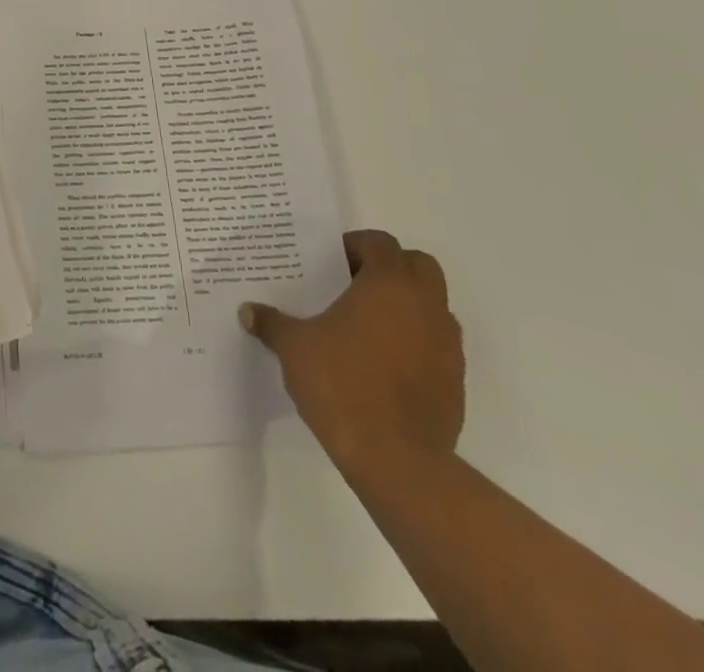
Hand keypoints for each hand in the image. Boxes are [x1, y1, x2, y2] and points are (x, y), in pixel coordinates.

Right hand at [240, 230, 463, 482]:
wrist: (396, 460)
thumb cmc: (341, 383)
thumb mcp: (294, 347)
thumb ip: (272, 323)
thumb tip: (248, 311)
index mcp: (389, 284)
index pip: (381, 243)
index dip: (355, 246)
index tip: (329, 264)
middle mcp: (426, 305)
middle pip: (418, 266)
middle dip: (389, 268)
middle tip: (353, 285)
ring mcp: (447, 345)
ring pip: (432, 306)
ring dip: (406, 306)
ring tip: (366, 327)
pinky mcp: (455, 382)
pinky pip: (436, 345)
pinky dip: (415, 343)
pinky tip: (382, 366)